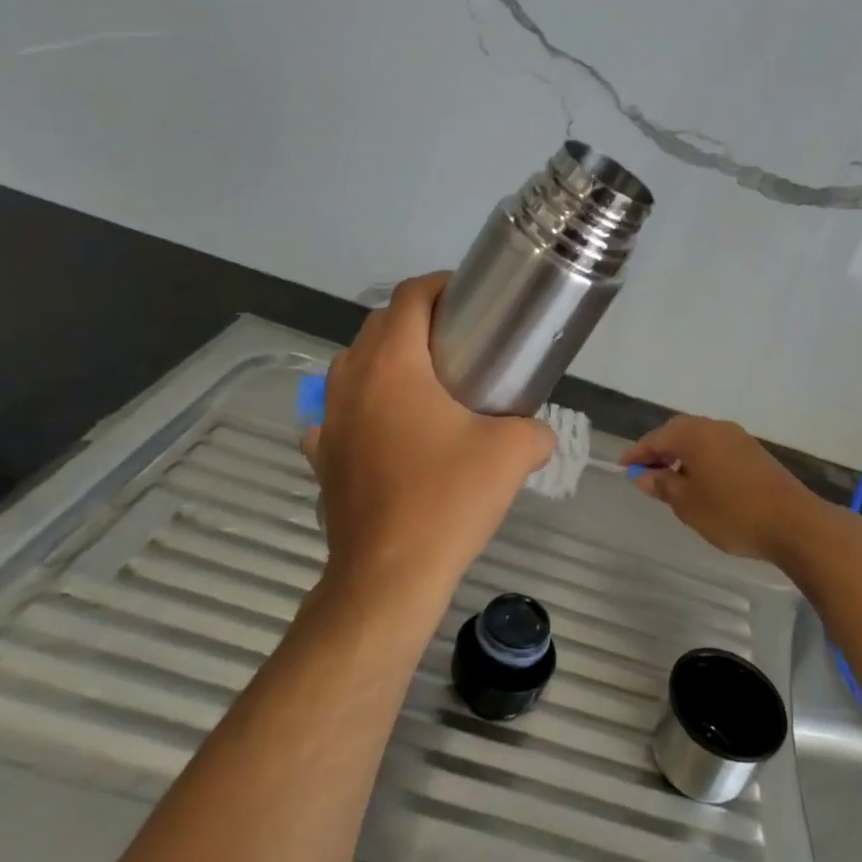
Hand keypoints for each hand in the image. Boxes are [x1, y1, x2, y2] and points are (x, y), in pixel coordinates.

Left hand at [302, 273, 553, 592]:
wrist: (389, 576)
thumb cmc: (448, 500)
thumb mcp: (512, 454)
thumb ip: (536, 430)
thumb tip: (538, 433)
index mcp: (393, 365)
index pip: (409, 297)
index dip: (441, 286)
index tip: (471, 300)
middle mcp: (351, 381)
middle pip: (379, 326)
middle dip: (417, 321)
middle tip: (460, 341)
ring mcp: (329, 420)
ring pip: (354, 366)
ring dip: (387, 360)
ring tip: (427, 383)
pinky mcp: (323, 457)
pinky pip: (340, 414)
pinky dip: (364, 407)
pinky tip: (389, 431)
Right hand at [623, 416, 820, 561]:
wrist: (793, 522)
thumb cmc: (732, 512)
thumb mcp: (688, 504)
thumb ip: (663, 486)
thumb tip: (644, 475)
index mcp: (694, 434)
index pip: (656, 438)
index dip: (637, 453)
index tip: (623, 468)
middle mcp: (715, 427)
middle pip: (679, 433)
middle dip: (660, 451)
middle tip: (646, 474)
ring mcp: (739, 438)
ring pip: (700, 441)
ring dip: (683, 457)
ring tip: (672, 484)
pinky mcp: (755, 453)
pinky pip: (718, 450)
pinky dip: (703, 462)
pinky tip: (702, 485)